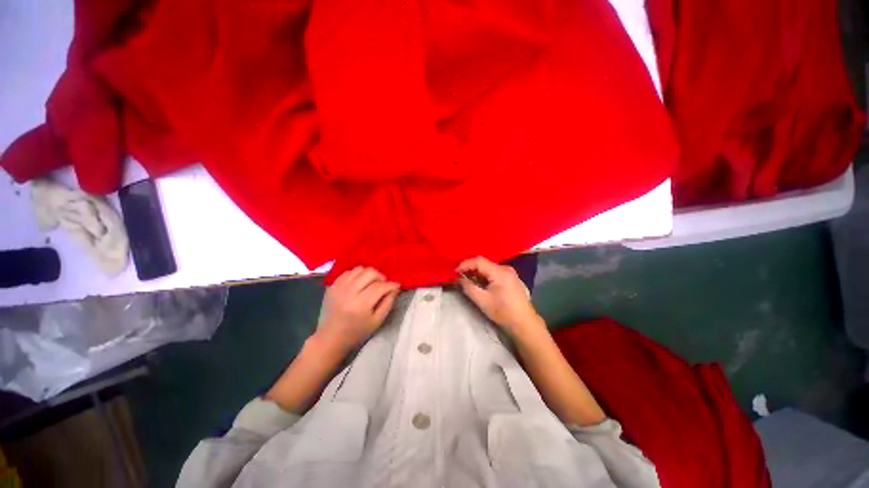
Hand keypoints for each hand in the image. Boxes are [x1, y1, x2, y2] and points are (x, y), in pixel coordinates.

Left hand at [316, 267, 399, 352]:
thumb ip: (388, 303)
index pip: (380, 286)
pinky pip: (348, 272)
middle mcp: (349, 292)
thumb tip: (395, 288)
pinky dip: (357, 275)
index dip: (391, 284)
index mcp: (361, 304)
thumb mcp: (377, 321)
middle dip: (381, 277)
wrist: (330, 337)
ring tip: (370, 284)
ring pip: (359, 269)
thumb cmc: (357, 332)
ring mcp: (339, 287)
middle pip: (370, 273)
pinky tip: (359, 284)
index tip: (397, 286)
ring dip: (368, 275)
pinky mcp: (332, 285)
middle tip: (383, 285)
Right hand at [457, 256, 543, 336]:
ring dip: (477, 273)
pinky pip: (494, 272)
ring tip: (468, 281)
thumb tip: (459, 279)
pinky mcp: (511, 278)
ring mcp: (509, 273)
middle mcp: (505, 268)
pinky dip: (485, 276)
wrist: (524, 323)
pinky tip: (480, 284)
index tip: (455, 272)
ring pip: (488, 268)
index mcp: (500, 272)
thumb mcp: (482, 301)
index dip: (465, 264)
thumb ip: (468, 287)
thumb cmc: (503, 312)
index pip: (479, 261)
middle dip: (470, 269)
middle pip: (484, 263)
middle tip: (460, 278)